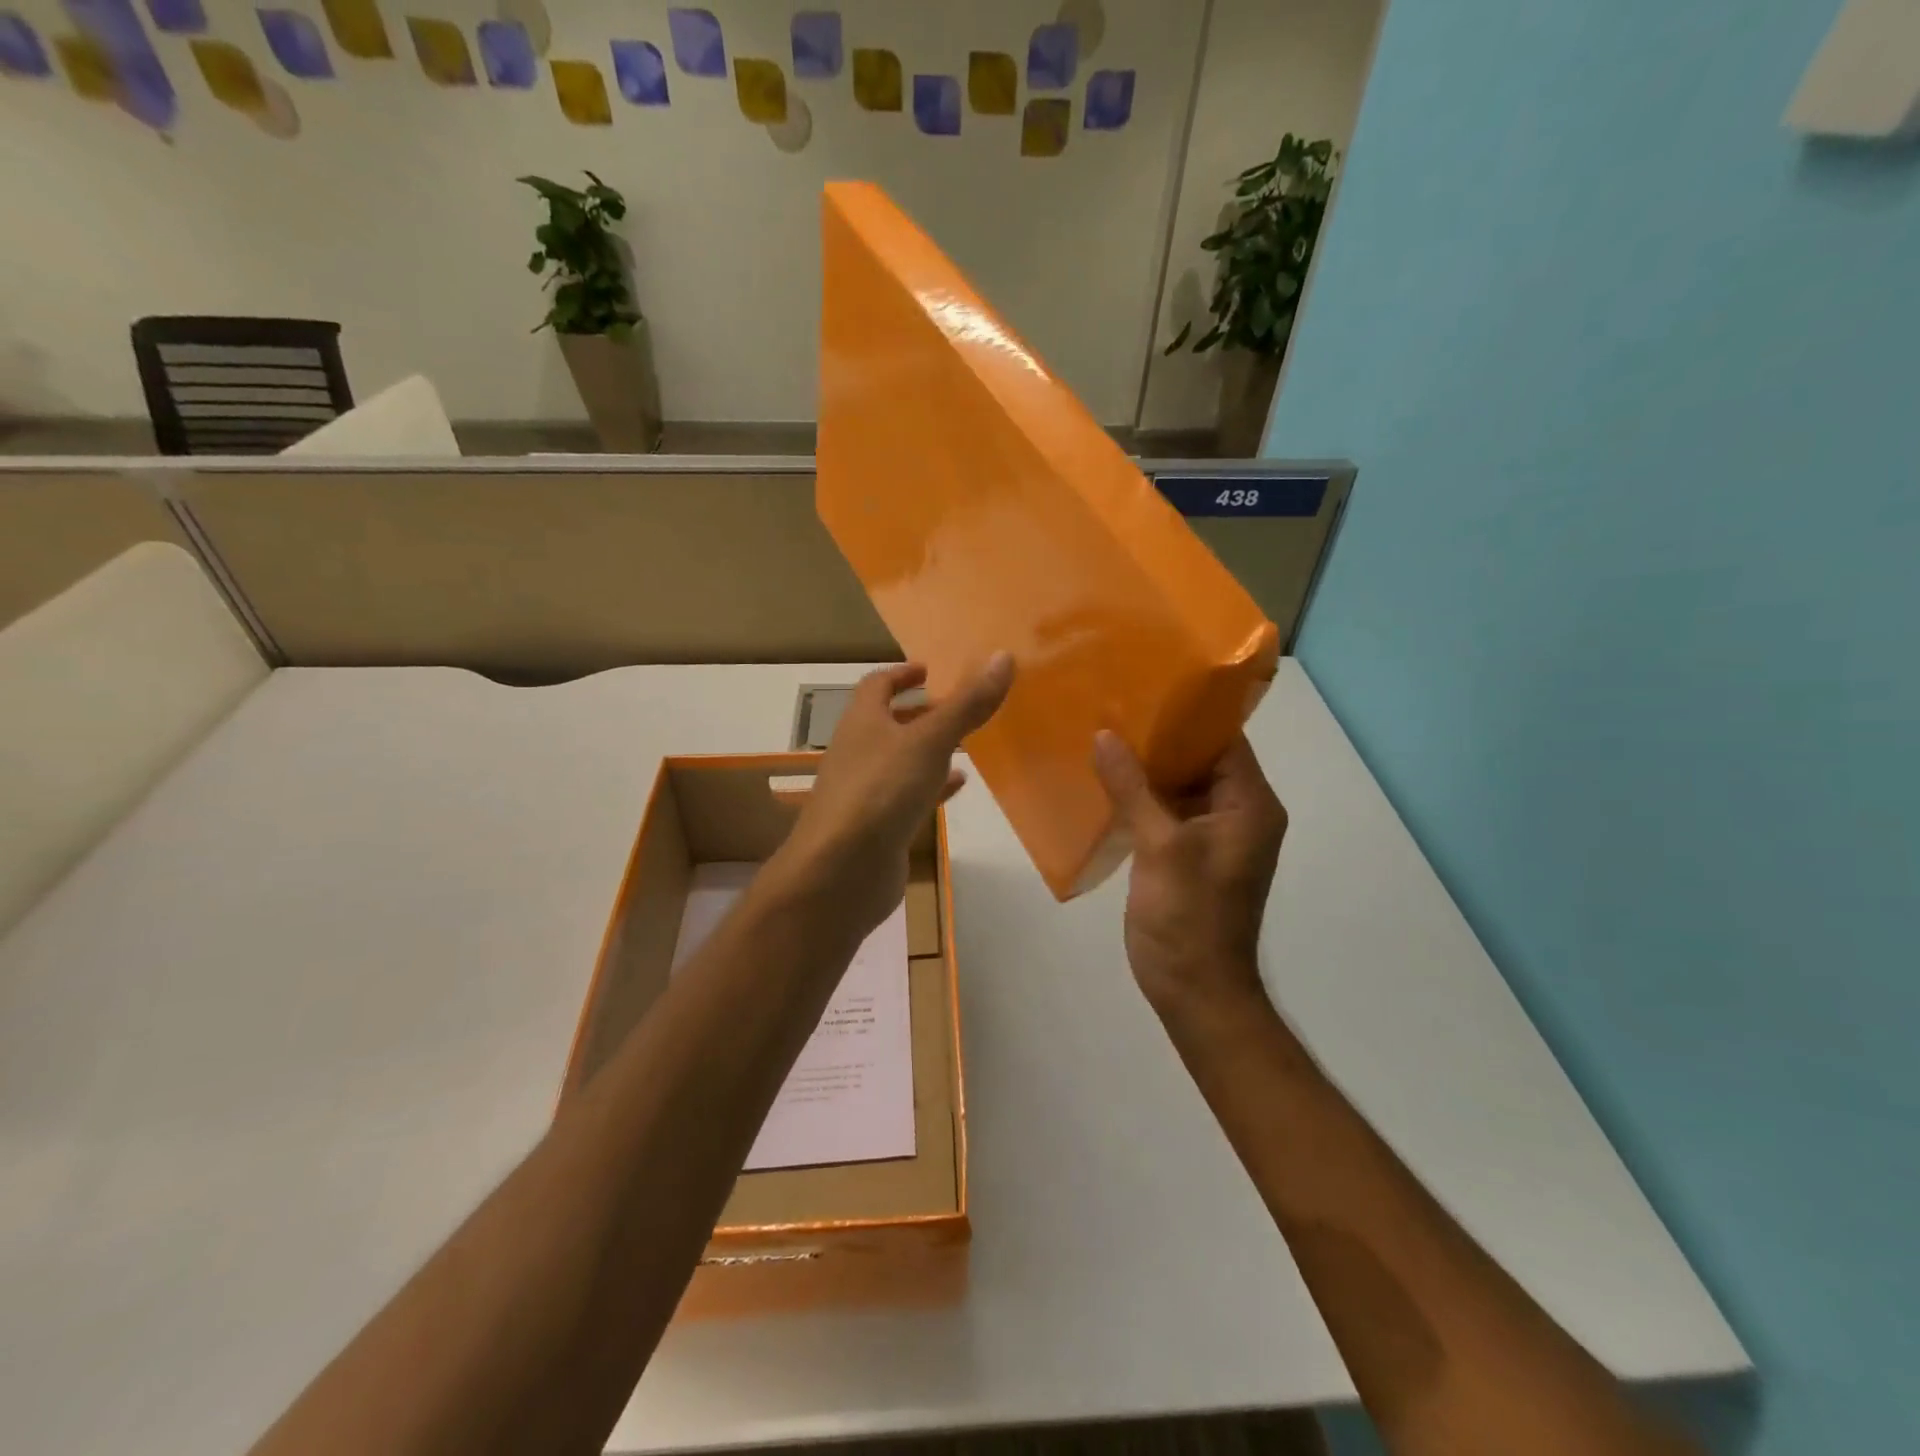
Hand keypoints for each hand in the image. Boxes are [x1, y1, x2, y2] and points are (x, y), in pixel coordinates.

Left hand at [776, 655, 1014, 933]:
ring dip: (928, 750)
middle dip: (921, 713)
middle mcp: (858, 751)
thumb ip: (967, 704)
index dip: (902, 674)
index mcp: (862, 721)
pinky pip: (908, 796)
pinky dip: (932, 787)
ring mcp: (866, 791)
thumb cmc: (882, 790)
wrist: (842, 870)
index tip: (930, 671)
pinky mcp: (878, 826)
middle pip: (888, 723)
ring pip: (900, 761)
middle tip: (959, 706)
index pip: (877, 685)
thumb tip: (1003, 657)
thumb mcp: (930, 741)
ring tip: (966, 743)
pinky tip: (959, 786)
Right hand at [1092, 732, 1286, 1016]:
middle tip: (1113, 706)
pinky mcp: (1188, 854)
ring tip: (1102, 733)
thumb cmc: (1188, 916)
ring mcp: (1213, 835)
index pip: (1224, 740)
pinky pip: (1167, 811)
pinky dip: (1141, 797)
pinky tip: (1104, 780)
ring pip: (1181, 785)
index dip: (1187, 713)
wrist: (1194, 990)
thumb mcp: (1160, 846)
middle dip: (1159, 737)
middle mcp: (1239, 813)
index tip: (1144, 687)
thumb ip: (1132, 787)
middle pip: (1201, 759)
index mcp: (1249, 804)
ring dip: (1146, 767)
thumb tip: (1105, 735)